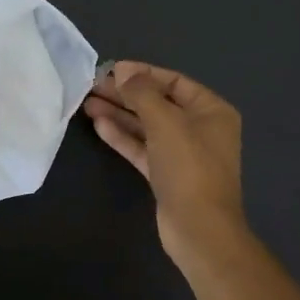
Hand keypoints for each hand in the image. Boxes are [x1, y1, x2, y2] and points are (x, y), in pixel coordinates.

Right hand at [83, 61, 249, 271]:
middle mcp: (200, 128)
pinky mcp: (166, 175)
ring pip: (147, 126)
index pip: (174, 81)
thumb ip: (142, 93)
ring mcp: (183, 154)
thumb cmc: (189, 167)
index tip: (112, 70)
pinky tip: (99, 125)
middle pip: (158, 103)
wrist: (199, 229)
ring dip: (119, 114)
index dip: (143, 73)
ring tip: (88, 103)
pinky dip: (123, 136)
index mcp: (211, 110)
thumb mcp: (165, 121)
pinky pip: (143, 148)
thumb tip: (124, 71)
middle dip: (126, 94)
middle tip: (93, 86)